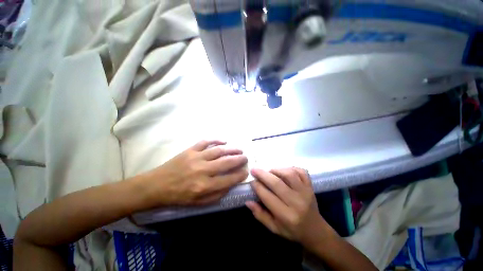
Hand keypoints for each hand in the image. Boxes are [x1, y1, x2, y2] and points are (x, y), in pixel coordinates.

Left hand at [140, 140, 248, 206]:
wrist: (157, 186)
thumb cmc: (179, 196)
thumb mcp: (199, 203)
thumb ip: (217, 194)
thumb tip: (231, 183)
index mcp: (204, 186)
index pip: (228, 179)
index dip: (240, 174)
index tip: (246, 171)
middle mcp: (202, 171)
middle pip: (226, 162)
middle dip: (239, 159)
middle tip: (245, 157)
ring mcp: (196, 158)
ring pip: (218, 151)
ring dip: (231, 149)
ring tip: (239, 149)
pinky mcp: (190, 150)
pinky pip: (205, 142)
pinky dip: (216, 140)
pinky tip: (224, 141)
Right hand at [246, 168, 332, 245]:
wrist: (315, 230)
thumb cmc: (293, 230)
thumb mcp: (274, 228)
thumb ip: (260, 215)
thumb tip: (248, 201)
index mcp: (287, 216)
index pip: (268, 197)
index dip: (257, 187)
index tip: (252, 181)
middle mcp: (297, 203)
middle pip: (277, 183)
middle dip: (263, 175)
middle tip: (254, 170)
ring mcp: (306, 192)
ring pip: (289, 174)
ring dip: (276, 170)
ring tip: (269, 171)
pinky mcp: (311, 186)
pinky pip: (301, 172)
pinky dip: (291, 168)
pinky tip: (284, 171)